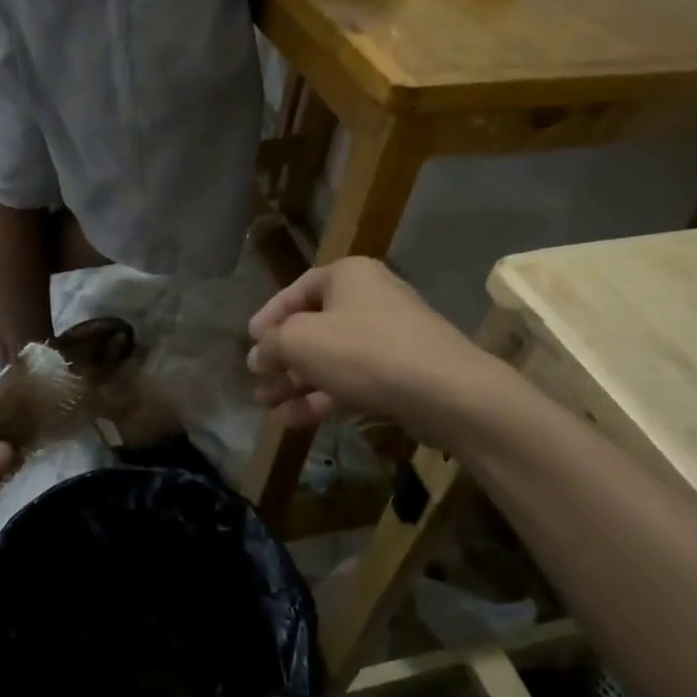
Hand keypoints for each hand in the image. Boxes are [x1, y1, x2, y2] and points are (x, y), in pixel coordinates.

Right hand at [246, 257, 484, 436]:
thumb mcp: (302, 341)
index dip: (269, 316)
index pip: (297, 290)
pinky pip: (352, 379)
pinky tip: (293, 420)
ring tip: (266, 405)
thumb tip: (258, 352)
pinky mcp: (400, 372)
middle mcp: (370, 299)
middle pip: (314, 327)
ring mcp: (388, 337)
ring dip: (296, 382)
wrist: (446, 392)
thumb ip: (272, 343)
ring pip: (330, 358)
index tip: (250, 341)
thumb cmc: (365, 352)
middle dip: (281, 357)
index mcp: (348, 276)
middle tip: (256, 380)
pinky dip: (322, 396)